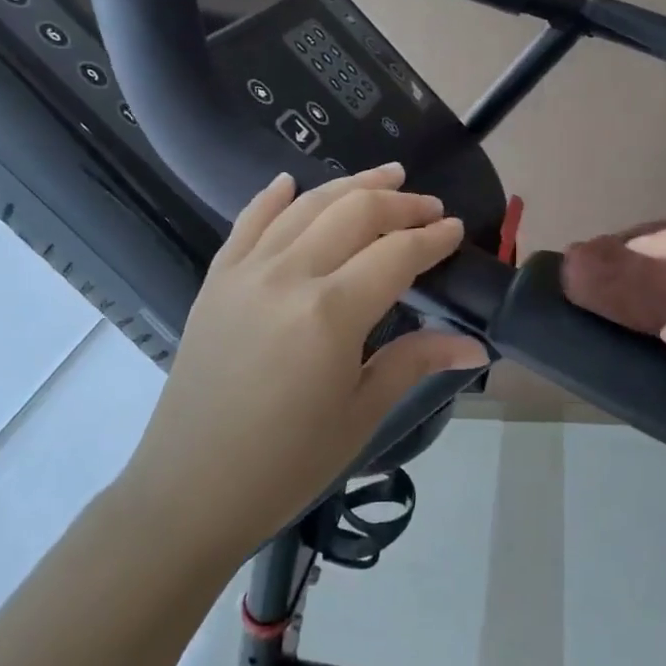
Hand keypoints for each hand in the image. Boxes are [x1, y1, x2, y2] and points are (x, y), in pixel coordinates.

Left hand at [127, 163, 488, 555]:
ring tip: (385, 175)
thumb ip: (415, 362)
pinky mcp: (216, 281)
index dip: (431, 237)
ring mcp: (246, 272)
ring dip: (350, 185)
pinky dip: (272, 197)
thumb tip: (476, 345)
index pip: (396, 254)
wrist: (189, 490)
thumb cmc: (286, 464)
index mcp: (330, 313)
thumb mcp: (360, 414)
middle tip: (428, 205)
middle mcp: (288, 276)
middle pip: (354, 213)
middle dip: (399, 202)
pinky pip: (248, 222)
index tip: (454, 229)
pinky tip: (290, 181)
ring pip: (306, 206)